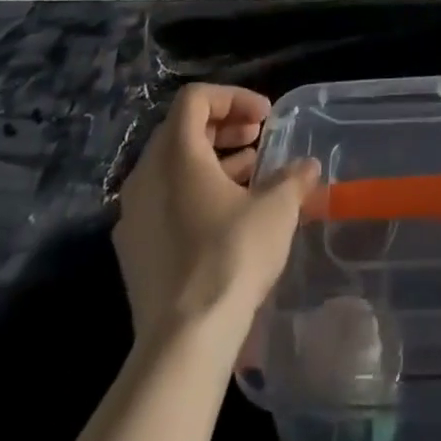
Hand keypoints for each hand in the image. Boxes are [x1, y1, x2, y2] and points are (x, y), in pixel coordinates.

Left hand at [114, 84, 320, 341]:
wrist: (183, 343)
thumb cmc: (231, 256)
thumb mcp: (276, 209)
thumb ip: (292, 178)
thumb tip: (307, 167)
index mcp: (175, 152)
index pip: (196, 98)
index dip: (234, 97)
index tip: (265, 118)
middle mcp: (145, 175)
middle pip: (182, 129)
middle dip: (224, 128)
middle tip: (258, 139)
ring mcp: (133, 215)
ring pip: (172, 168)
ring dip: (212, 161)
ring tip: (250, 177)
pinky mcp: (133, 251)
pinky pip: (163, 202)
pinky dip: (194, 194)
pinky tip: (226, 218)